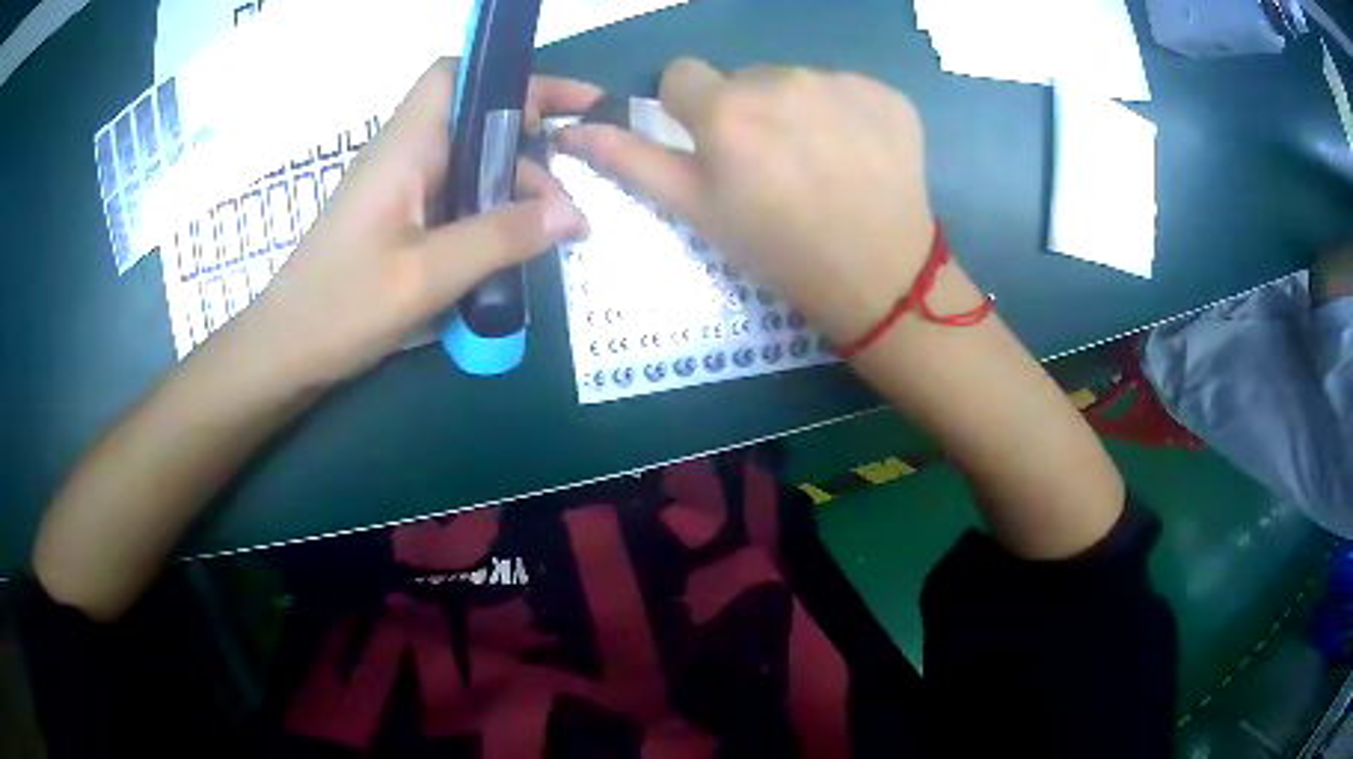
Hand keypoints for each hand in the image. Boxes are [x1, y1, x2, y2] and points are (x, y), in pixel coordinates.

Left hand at [243, 59, 599, 384]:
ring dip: (515, 184)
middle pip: (474, 119)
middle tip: (576, 181)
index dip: (506, 78)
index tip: (556, 108)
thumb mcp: (426, 276)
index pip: (454, 76)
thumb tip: (573, 213)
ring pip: (470, 161)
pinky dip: (491, 210)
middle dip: (530, 139)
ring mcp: (399, 190)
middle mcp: (404, 156)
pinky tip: (517, 244)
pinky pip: (456, 196)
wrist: (285, 352)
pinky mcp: (398, 220)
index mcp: (405, 148)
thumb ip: (500, 238)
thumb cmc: (341, 307)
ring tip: (558, 227)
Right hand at [559, 59, 935, 345]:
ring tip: (819, 163)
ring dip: (797, 111)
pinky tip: (857, 156)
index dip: (690, 111)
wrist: (880, 278)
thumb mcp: (696, 211)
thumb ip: (632, 162)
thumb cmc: (777, 251)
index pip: (682, 75)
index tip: (714, 146)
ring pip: (796, 81)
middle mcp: (781, 80)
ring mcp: (841, 83)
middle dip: (747, 111)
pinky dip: (846, 115)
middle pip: (743, 78)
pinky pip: (846, 90)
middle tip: (773, 167)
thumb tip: (573, 131)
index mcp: (725, 109)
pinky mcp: (886, 94)